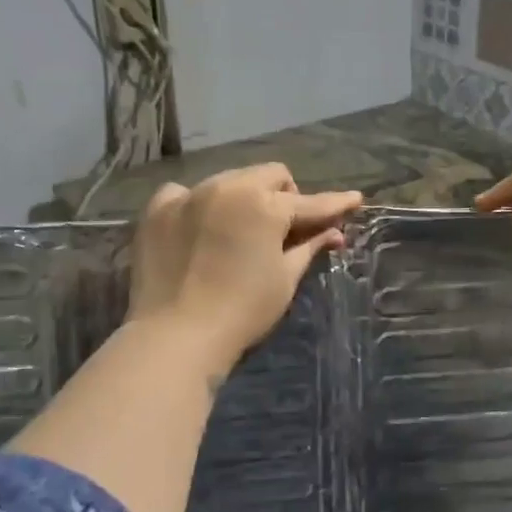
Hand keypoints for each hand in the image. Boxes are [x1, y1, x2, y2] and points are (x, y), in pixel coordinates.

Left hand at [126, 164, 362, 372]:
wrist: (176, 336)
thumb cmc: (243, 311)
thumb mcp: (284, 279)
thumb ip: (309, 247)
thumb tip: (333, 232)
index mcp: (265, 205)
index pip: (310, 202)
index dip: (335, 203)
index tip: (354, 199)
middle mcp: (227, 187)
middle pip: (270, 175)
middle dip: (285, 195)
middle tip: (287, 227)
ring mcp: (189, 195)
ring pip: (230, 179)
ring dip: (244, 197)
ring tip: (242, 229)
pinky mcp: (157, 210)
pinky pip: (185, 193)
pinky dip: (198, 205)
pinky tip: (200, 228)